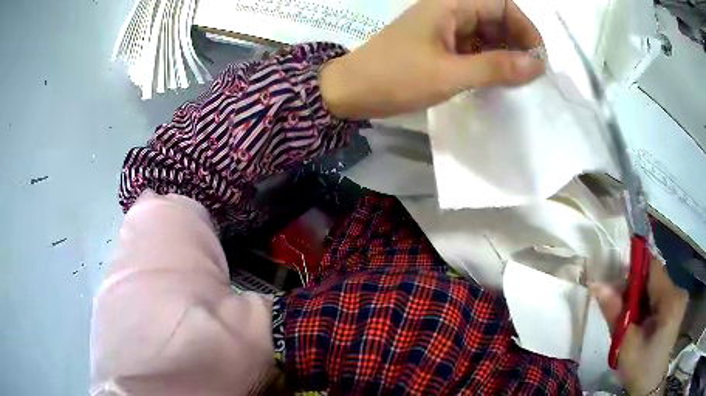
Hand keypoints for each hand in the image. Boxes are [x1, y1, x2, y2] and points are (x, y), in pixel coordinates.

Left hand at [320, 0, 544, 119]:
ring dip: (503, 54)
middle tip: (528, 75)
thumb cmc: (395, 78)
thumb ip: (495, 67)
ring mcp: (443, 28)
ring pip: (485, 34)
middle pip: (496, 18)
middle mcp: (448, 10)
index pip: (501, 4)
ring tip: (514, 82)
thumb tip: (537, 65)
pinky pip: (472, 47)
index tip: (537, 58)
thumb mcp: (449, 74)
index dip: (525, 27)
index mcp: (450, 4)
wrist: (350, 91)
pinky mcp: (438, 45)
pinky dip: (487, 61)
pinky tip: (493, 80)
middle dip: (516, 42)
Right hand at [591, 259, 687, 394]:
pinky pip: (659, 294)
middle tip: (618, 306)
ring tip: (628, 317)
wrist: (649, 386)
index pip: (652, 267)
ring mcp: (679, 297)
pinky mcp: (677, 305)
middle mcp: (679, 291)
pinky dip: (646, 303)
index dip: (632, 269)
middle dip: (634, 287)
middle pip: (654, 276)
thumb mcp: (625, 344)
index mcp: (670, 300)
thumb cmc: (639, 368)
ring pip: (656, 285)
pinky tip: (639, 319)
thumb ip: (615, 312)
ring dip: (640, 296)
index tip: (614, 281)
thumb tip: (597, 284)